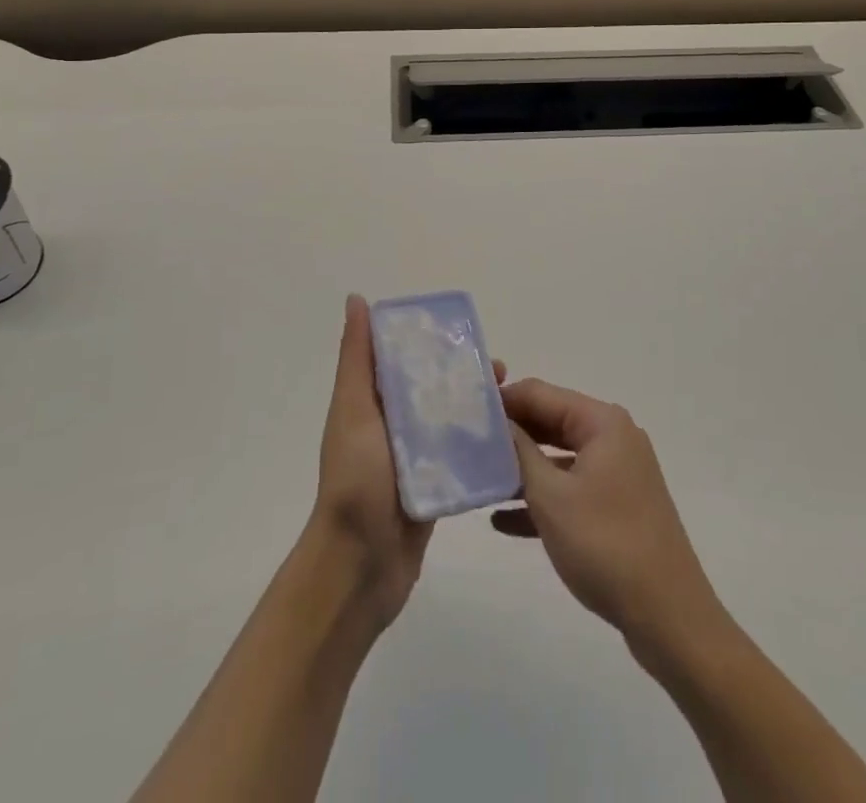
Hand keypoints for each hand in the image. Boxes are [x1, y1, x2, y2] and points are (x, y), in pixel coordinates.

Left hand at [309, 295, 503, 629]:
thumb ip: (357, 358)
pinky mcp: (436, 487)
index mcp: (372, 402)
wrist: (359, 566)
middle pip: (433, 388)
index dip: (432, 342)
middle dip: (464, 375)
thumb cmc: (355, 480)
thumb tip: (356, 299)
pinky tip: (512, 440)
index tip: (467, 334)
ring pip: (450, 421)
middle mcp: (393, 425)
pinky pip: (461, 458)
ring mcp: (416, 458)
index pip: (404, 358)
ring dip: (477, 409)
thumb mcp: (353, 409)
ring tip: (513, 402)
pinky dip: (481, 446)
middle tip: (502, 370)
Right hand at [493, 378, 724, 655]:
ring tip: (478, 480)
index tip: (463, 415)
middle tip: (466, 447)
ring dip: (521, 470)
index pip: (540, 393)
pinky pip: (571, 490)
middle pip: (550, 422)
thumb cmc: (605, 545)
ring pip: (558, 459)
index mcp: (602, 422)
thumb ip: (518, 451)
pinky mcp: (618, 507)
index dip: (502, 400)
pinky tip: (502, 520)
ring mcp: (618, 473)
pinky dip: (541, 499)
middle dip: (510, 435)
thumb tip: (494, 419)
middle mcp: (613, 438)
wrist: (669, 618)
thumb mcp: (550, 496)